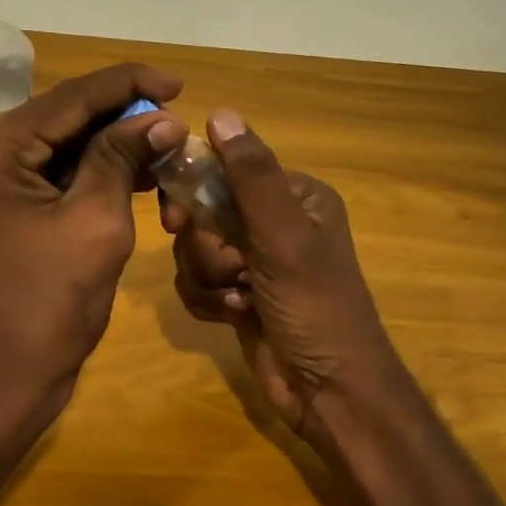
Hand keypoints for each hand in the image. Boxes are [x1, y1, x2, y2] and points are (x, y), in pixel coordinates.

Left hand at [0, 62, 185, 432]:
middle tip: (173, 115)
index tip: (178, 83)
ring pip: (56, 146)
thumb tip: (163, 118)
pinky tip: (134, 172)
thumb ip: (123, 158)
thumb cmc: (50, 306)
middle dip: (119, 116)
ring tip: (163, 143)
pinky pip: (48, 176)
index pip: (67, 99)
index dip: (126, 85)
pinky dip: (89, 172)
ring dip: (108, 144)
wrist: (4, 382)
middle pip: (59, 118)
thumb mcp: (96, 223)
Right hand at [164, 110, 403, 450]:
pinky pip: (196, 281)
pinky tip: (233, 316)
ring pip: (193, 249)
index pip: (225, 170)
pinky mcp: (238, 294)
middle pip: (203, 212)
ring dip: (208, 278)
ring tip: (239, 300)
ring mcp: (254, 261)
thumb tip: (220, 113)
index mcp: (294, 196)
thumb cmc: (315, 307)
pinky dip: (207, 299)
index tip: (177, 218)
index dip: (195, 191)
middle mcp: (273, 222)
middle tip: (231, 270)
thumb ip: (251, 176)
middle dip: (207, 248)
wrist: (328, 392)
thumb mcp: (285, 237)